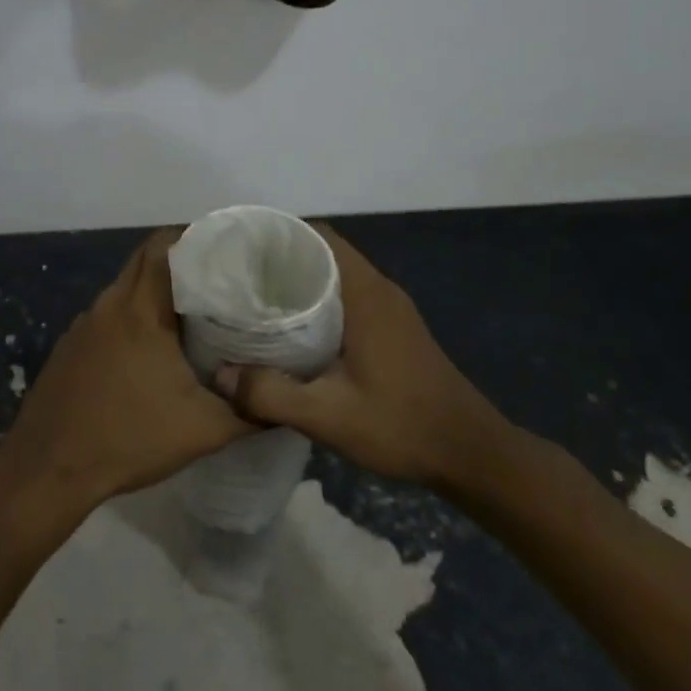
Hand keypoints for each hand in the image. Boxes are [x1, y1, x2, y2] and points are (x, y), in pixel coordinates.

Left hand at [0, 230, 251, 511]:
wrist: (49, 469)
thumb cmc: (129, 439)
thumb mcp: (203, 430)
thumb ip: (249, 411)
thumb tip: (284, 402)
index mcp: (140, 311)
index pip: (162, 247)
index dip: (193, 239)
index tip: (224, 250)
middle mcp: (108, 305)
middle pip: (143, 261)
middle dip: (178, 262)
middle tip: (216, 280)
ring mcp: (83, 325)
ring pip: (123, 289)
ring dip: (152, 292)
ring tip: (190, 312)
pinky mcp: (69, 346)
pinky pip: (107, 315)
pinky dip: (130, 317)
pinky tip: (148, 349)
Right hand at [239, 225, 518, 494]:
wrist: (471, 454)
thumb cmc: (402, 425)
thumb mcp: (329, 416)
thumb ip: (271, 394)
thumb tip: (220, 375)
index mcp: (366, 293)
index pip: (319, 236)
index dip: (279, 236)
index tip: (242, 252)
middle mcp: (379, 290)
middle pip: (324, 254)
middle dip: (280, 262)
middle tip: (237, 282)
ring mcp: (390, 310)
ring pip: (335, 278)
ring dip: (298, 285)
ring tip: (255, 304)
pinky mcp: (394, 330)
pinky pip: (347, 300)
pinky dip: (317, 305)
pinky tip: (292, 334)